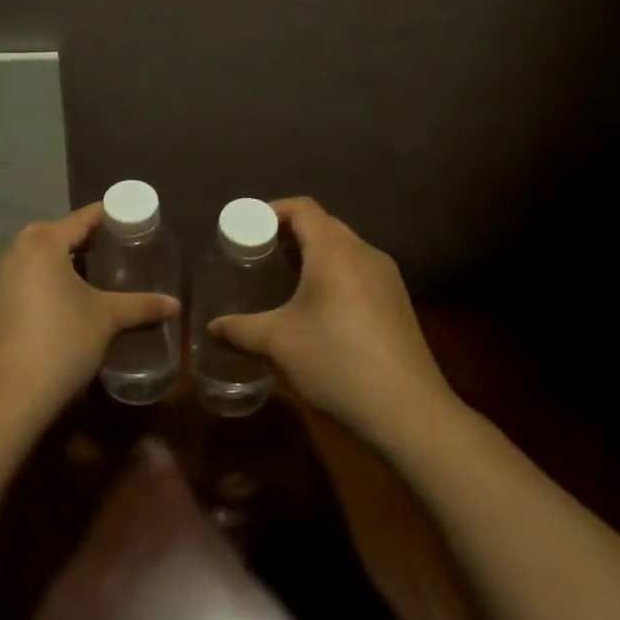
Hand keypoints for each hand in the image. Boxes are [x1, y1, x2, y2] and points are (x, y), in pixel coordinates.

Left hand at [0, 205, 178, 434]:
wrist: (6, 400)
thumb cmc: (61, 344)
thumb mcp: (107, 320)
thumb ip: (142, 306)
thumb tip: (175, 305)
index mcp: (42, 243)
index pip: (82, 218)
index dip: (109, 217)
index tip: (131, 222)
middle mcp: (12, 250)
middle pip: (55, 235)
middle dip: (84, 241)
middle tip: (115, 252)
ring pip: (34, 258)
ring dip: (60, 262)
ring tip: (91, 278)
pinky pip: (19, 279)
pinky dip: (40, 282)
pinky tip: (60, 304)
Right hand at [209, 197, 455, 444]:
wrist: (408, 412)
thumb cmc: (336, 363)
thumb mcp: (277, 344)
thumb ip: (238, 330)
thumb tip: (211, 328)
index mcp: (335, 250)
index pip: (302, 208)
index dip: (271, 211)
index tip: (246, 229)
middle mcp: (364, 253)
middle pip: (323, 225)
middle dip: (289, 234)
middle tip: (258, 255)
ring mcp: (386, 277)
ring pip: (343, 249)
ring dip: (312, 255)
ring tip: (283, 280)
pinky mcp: (398, 302)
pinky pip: (358, 271)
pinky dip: (333, 274)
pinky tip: (318, 308)